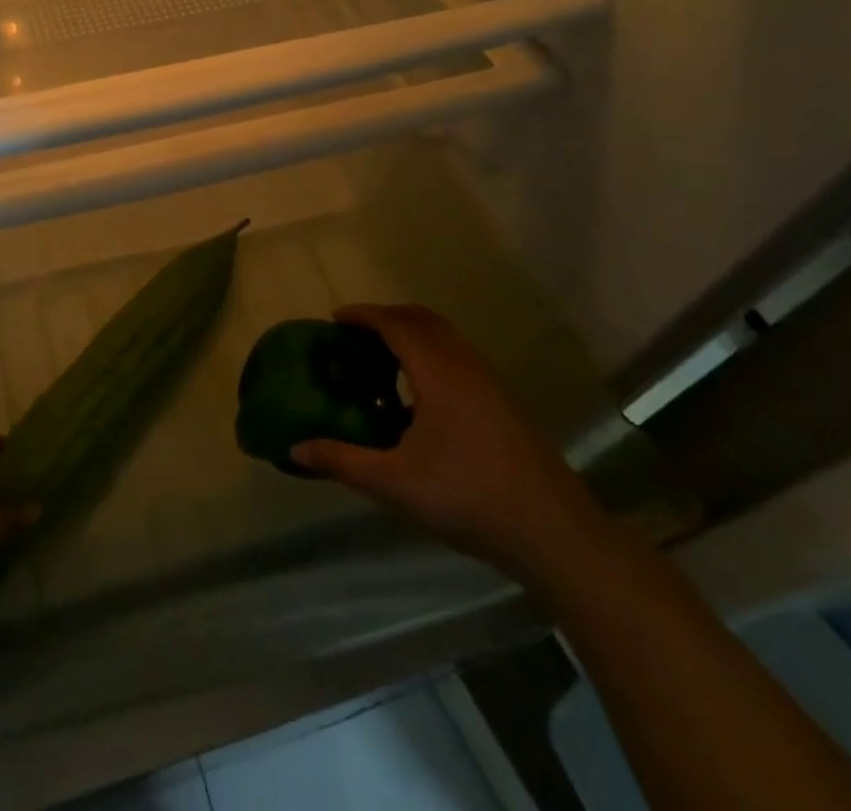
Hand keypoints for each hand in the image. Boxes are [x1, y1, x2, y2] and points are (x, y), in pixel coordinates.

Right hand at [290, 305, 609, 579]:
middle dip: (385, 318)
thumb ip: (343, 461)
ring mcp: (490, 382)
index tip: (333, 319)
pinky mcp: (503, 401)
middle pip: (422, 319)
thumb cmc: (470, 498)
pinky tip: (417, 396)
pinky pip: (458, 355)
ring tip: (380, 360)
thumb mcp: (396, 483)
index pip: (395, 324)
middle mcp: (466, 365)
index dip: (363, 315)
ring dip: (410, 335)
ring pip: (445, 336)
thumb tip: (295, 448)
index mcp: (439, 373)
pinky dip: (430, 353)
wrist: (556, 534)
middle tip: (353, 336)